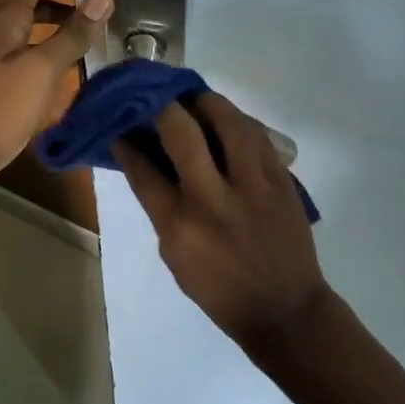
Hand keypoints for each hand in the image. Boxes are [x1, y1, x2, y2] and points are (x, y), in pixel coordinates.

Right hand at [114, 91, 330, 350]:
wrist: (285, 309)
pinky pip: (257, 135)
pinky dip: (237, 120)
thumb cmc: (220, 291)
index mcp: (180, 225)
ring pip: (227, 122)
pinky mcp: (281, 180)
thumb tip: (151, 162)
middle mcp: (213, 198)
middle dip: (161, 105)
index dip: (126, 140)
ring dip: (204, 101)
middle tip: (153, 94)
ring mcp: (252, 185)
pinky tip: (226, 116)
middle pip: (182, 132)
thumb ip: (163, 208)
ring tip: (191, 96)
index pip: (143, 169)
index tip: (119, 122)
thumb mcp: (176, 257)